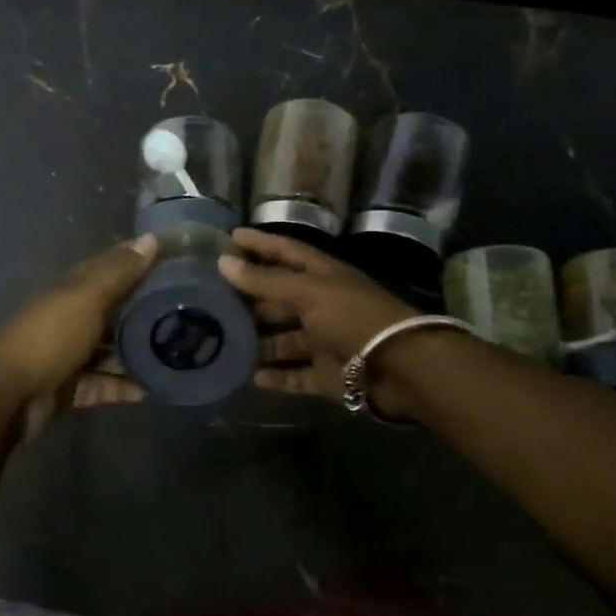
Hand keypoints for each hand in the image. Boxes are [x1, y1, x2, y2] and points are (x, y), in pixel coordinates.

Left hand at [0, 234, 157, 440]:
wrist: (8, 396)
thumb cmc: (50, 338)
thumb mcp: (87, 298)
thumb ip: (118, 272)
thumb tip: (151, 238)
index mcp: (72, 290)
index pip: (110, 268)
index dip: (139, 262)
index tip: (176, 262)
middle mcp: (71, 318)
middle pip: (113, 311)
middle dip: (145, 311)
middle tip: (188, 313)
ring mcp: (69, 355)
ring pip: (110, 351)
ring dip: (138, 353)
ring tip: (177, 354)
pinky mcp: (70, 388)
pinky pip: (103, 385)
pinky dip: (124, 387)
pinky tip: (153, 389)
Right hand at [218, 228, 419, 410]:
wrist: (403, 367)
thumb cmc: (354, 317)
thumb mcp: (308, 292)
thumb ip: (265, 280)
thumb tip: (223, 262)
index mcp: (322, 276)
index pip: (285, 252)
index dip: (259, 243)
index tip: (229, 237)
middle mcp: (323, 305)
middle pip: (281, 298)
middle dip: (251, 298)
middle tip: (213, 299)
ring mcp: (326, 341)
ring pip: (286, 340)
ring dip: (260, 342)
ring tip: (224, 342)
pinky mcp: (329, 374)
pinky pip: (297, 375)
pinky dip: (278, 377)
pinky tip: (252, 377)